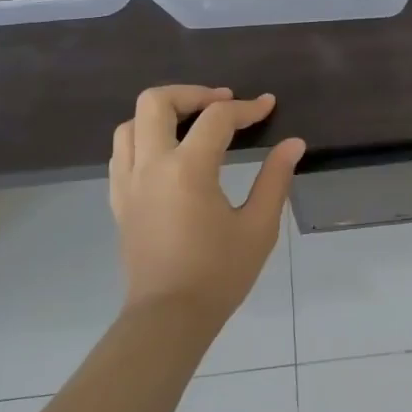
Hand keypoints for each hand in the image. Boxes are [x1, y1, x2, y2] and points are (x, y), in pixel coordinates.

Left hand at [110, 85, 305, 324]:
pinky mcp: (118, 200)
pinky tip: (167, 153)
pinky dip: (143, 138)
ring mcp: (128, 182)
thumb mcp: (258, 227)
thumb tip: (293, 144)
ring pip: (130, 123)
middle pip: (156, 101)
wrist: (168, 318)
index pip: (216, 118)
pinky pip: (121, 152)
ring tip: (192, 124)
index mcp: (187, 169)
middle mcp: (150, 165)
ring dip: (163, 113)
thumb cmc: (219, 274)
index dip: (246, 107)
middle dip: (192, 93)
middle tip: (222, 103)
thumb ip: (275, 179)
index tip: (268, 106)